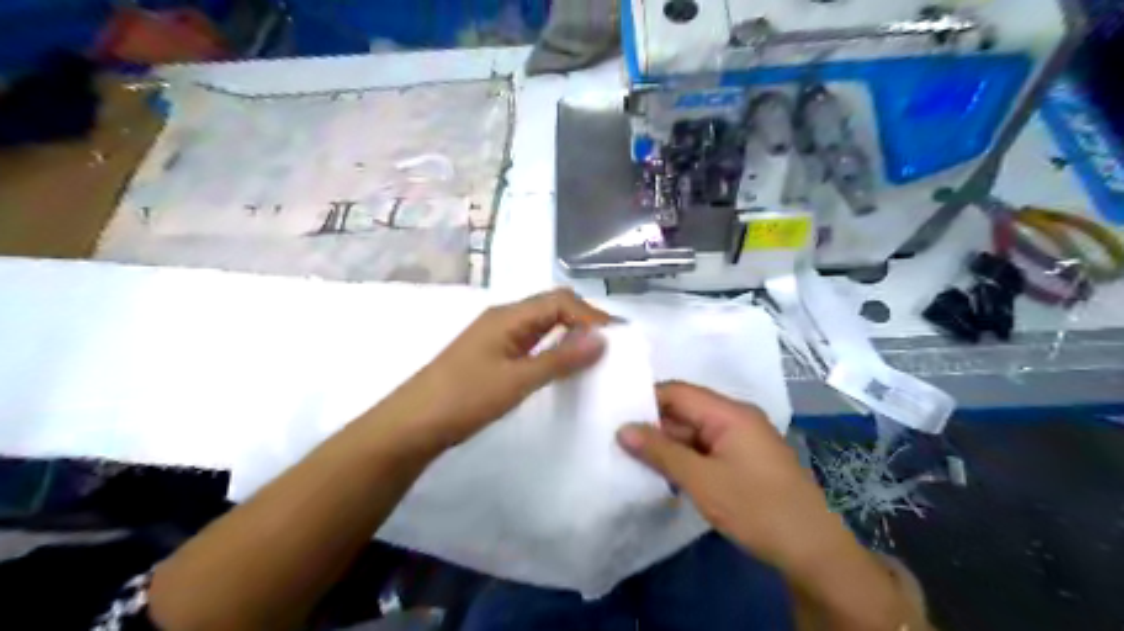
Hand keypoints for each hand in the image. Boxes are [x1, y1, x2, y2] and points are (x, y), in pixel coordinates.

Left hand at [379, 289, 609, 456]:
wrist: (412, 424)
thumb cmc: (464, 398)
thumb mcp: (517, 380)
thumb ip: (560, 359)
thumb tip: (602, 339)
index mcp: (508, 316)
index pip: (560, 301)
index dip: (591, 316)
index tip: (616, 341)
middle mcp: (504, 318)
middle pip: (552, 307)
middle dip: (584, 322)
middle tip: (610, 348)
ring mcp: (497, 337)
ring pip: (542, 325)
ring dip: (569, 335)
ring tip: (594, 357)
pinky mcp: (493, 355)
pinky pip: (532, 342)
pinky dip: (553, 349)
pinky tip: (563, 367)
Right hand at [615, 382, 842, 574]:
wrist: (812, 551)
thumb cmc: (755, 508)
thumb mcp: (701, 480)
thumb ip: (660, 451)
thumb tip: (623, 429)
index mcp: (729, 412)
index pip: (678, 392)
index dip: (646, 401)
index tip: (615, 417)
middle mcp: (737, 418)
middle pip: (686, 411)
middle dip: (655, 426)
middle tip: (619, 442)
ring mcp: (743, 440)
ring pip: (695, 432)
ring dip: (669, 445)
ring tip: (634, 459)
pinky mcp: (746, 460)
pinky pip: (707, 449)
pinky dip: (686, 459)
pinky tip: (665, 474)